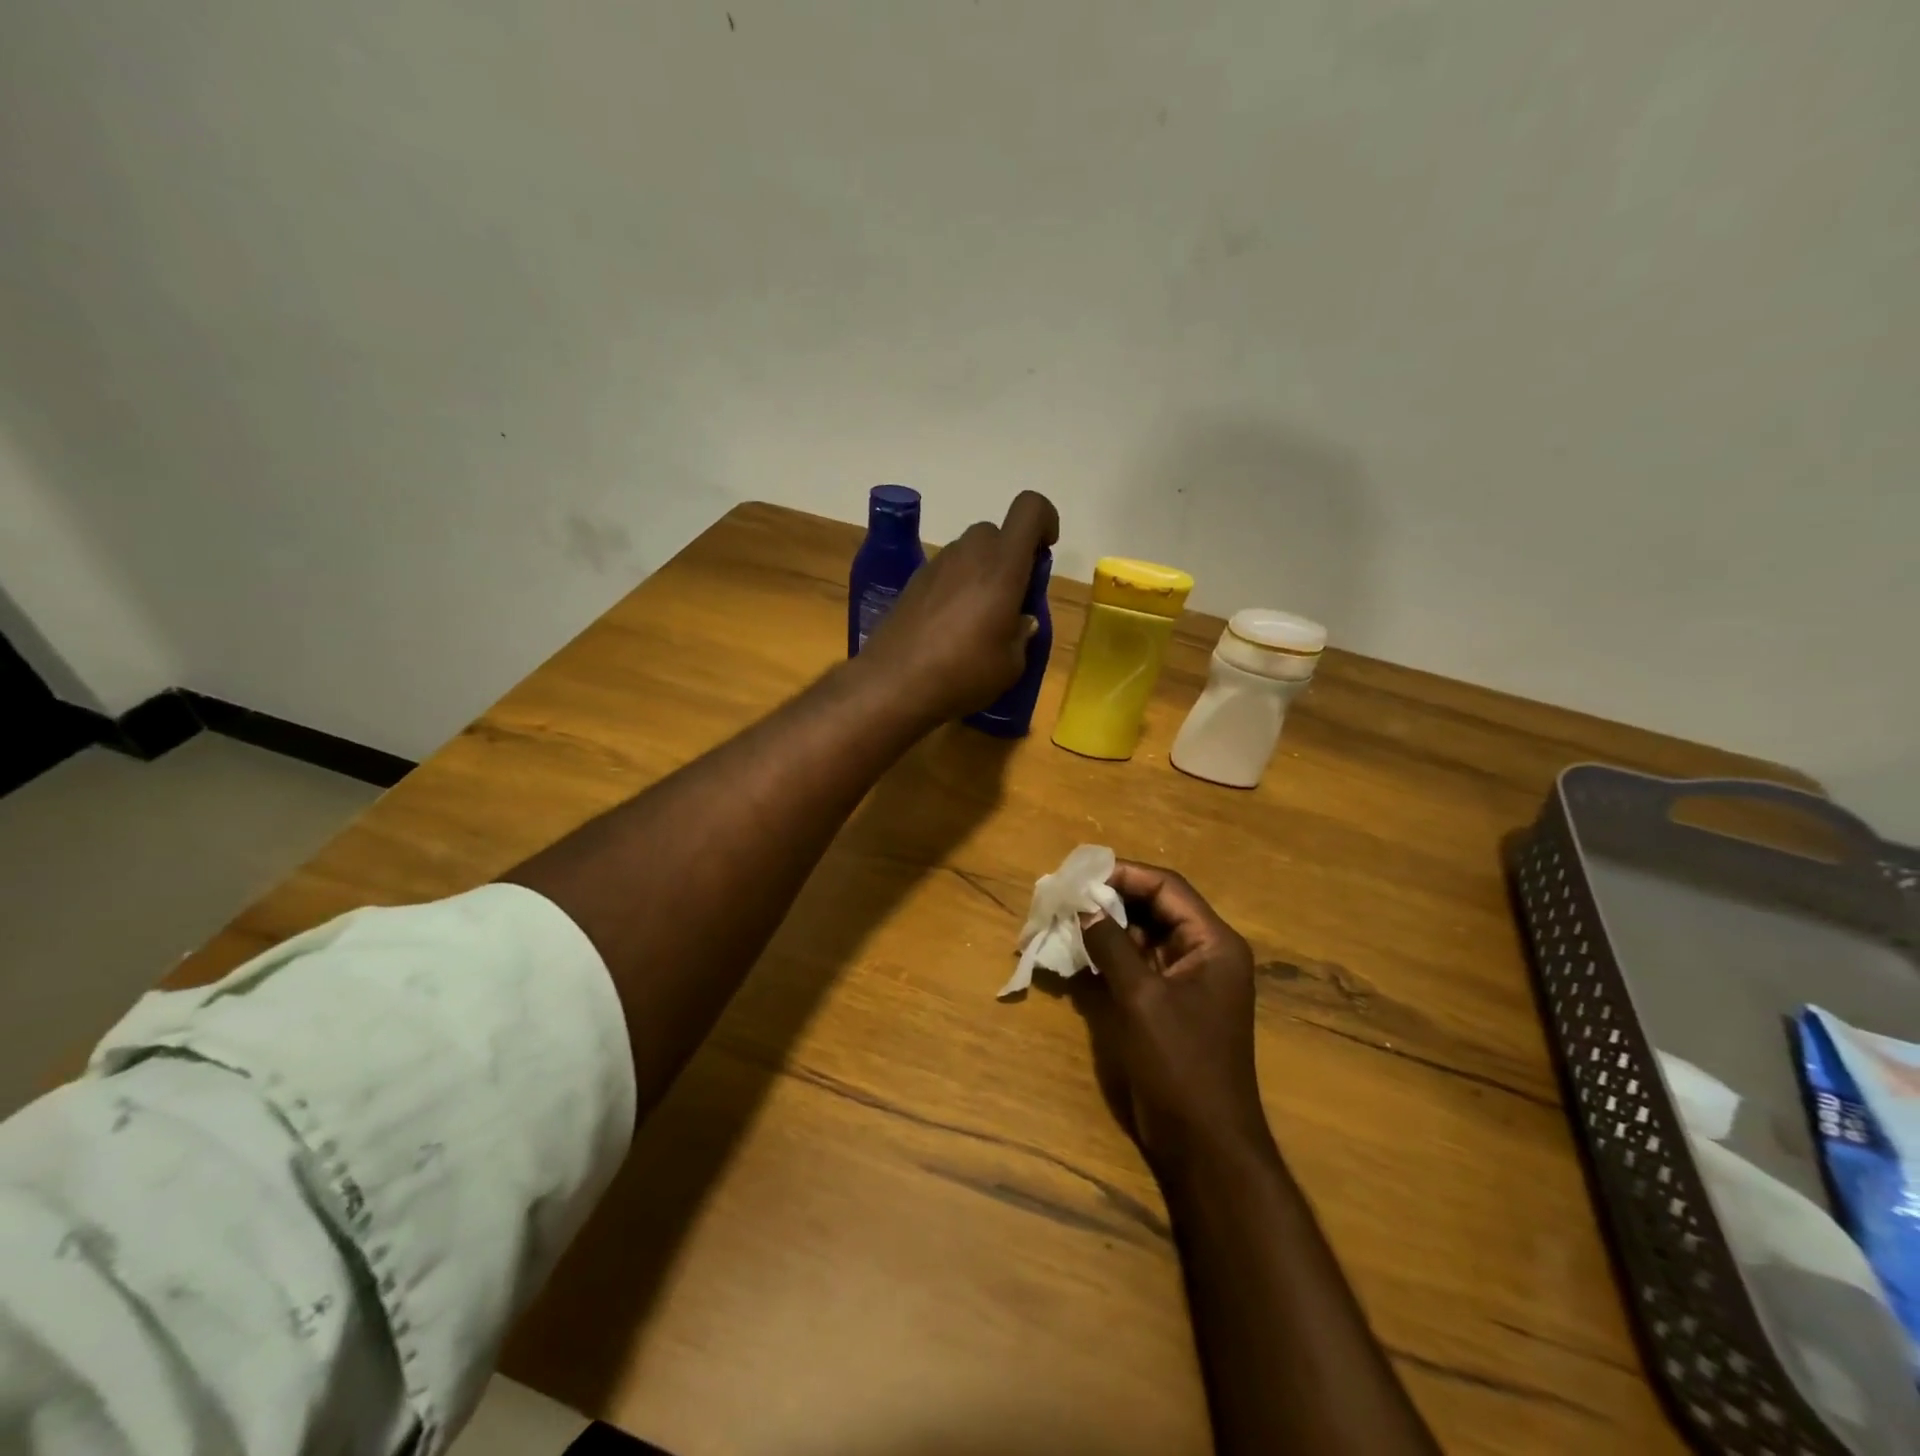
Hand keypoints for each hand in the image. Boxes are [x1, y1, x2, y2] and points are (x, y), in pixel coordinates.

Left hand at [858, 491, 1058, 722]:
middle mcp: (968, 553)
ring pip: (969, 552)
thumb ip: (1022, 634)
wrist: (892, 684)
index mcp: (1002, 565)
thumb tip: (1020, 620)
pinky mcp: (912, 582)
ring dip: (982, 573)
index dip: (1045, 520)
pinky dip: (956, 587)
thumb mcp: (1011, 664)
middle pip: (996, 533)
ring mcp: (935, 565)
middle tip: (1012, 598)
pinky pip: (946, 572)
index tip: (1045, 552)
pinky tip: (950, 628)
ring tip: (980, 620)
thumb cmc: (963, 673)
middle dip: (1010, 557)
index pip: (1030, 508)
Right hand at [1080, 861, 1271, 1173]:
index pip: (1167, 888)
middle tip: (1067, 895)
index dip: (1125, 875)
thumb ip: (1110, 945)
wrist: (1204, 1143)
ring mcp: (1188, 980)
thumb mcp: (1141, 998)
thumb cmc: (1180, 1063)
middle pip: (1156, 908)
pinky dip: (1110, 955)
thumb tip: (1082, 905)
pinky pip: (1138, 965)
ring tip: (1065, 919)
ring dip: (1108, 927)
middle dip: (1112, 900)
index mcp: (1213, 943)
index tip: (1081, 875)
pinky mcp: (1169, 1004)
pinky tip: (1077, 952)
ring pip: (1144, 936)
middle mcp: (1205, 953)